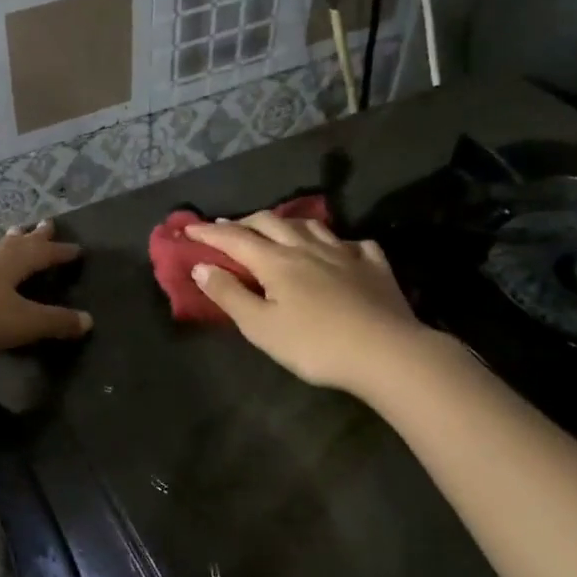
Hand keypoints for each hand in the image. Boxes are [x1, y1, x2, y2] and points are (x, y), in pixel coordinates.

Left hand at [0, 221, 92, 358]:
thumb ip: (54, 322)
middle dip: (35, 236)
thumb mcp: (20, 324)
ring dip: (7, 243)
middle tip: (47, 223)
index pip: (43, 253)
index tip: (76, 249)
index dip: (60, 252)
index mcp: (11, 262)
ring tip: (14, 234)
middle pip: (17, 242)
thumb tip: (88, 320)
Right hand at [184, 213, 439, 393]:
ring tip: (277, 230)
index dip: (209, 232)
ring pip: (311, 226)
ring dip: (287, 223)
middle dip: (244, 222)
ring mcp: (345, 253)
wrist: (387, 353)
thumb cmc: (315, 344)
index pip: (234, 238)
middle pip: (270, 223)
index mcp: (276, 261)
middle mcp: (307, 248)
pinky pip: (354, 244)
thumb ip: (229, 295)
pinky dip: (338, 243)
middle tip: (228, 229)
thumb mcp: (261, 327)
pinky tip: (340, 250)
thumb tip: (201, 266)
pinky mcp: (374, 267)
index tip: (189, 229)